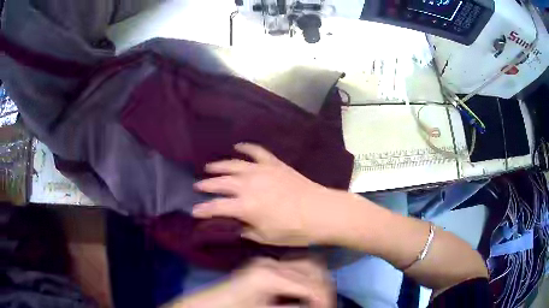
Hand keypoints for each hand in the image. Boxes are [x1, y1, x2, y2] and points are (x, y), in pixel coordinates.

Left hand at [169, 258, 333, 307]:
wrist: (209, 304)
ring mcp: (268, 261)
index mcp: (269, 276)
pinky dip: (308, 275)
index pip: (312, 286)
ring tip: (319, 297)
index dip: (324, 300)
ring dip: (319, 280)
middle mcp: (271, 263)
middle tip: (327, 302)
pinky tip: (308, 288)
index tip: (328, 307)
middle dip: (325, 289)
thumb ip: (294, 307)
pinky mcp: (266, 264)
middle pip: (314, 270)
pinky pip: (297, 264)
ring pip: (309, 263)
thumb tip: (317, 304)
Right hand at [192, 143, 348, 245]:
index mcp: (245, 206)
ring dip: (219, 166)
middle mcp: (249, 185)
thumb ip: (246, 230)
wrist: (321, 211)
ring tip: (209, 167)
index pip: (217, 207)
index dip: (203, 209)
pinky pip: (257, 152)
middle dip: (206, 184)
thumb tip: (234, 225)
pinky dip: (246, 147)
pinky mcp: (274, 164)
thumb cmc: (294, 230)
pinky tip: (237, 146)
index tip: (194, 211)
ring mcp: (262, 171)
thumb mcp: (266, 237)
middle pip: (221, 182)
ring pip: (234, 165)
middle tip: (197, 186)